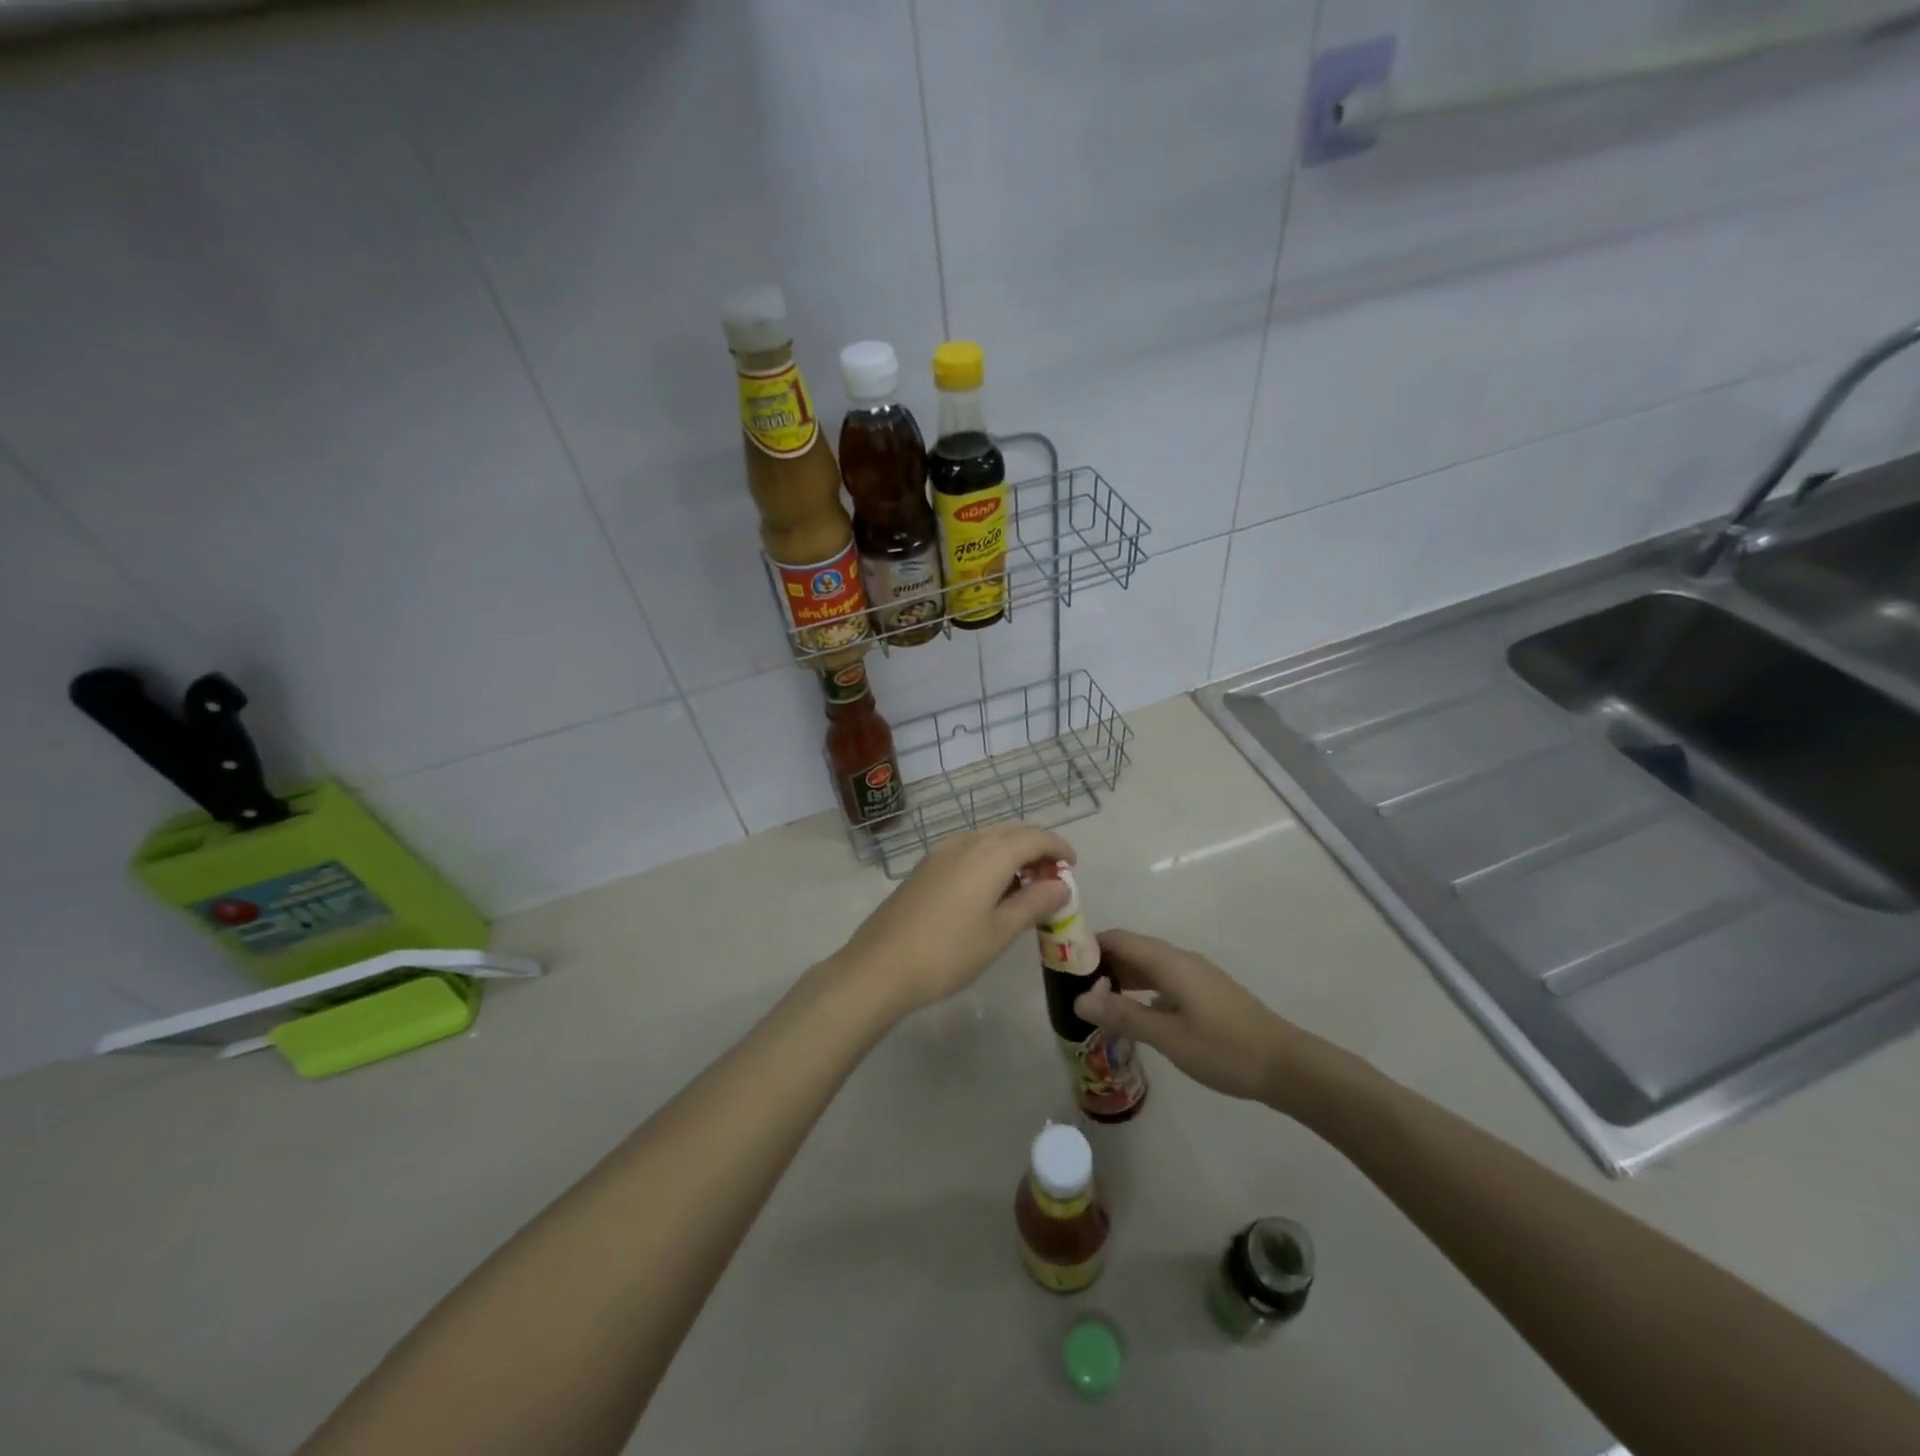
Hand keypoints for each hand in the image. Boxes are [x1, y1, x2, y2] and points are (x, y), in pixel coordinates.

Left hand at [831, 824, 1074, 1014]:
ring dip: (1011, 853)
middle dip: (1036, 848)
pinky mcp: (924, 868)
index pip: (1034, 837)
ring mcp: (940, 853)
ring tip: (1023, 887)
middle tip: (1052, 879)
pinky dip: (988, 860)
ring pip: (987, 839)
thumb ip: (1034, 904)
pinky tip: (988, 891)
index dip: (1058, 847)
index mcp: (989, 854)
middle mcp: (965, 843)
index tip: (1073, 866)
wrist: (879, 966)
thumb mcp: (999, 933)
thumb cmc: (948, 952)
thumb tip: (1061, 885)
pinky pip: (967, 851)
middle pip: (1010, 832)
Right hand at [1073, 930, 1322, 1107]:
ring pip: (1147, 965)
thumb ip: (1123, 1015)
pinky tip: (1132, 1013)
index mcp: (1169, 962)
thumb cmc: (1224, 1049)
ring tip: (1093, 1000)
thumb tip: (1079, 998)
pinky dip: (1140, 988)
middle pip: (1131, 949)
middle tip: (1070, 986)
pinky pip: (1162, 980)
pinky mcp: (1205, 993)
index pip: (1119, 938)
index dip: (1088, 944)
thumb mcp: (1168, 1036)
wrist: (1286, 1066)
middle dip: (1100, 962)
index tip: (1060, 961)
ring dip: (1120, 976)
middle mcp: (1180, 960)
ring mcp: (1195, 976)